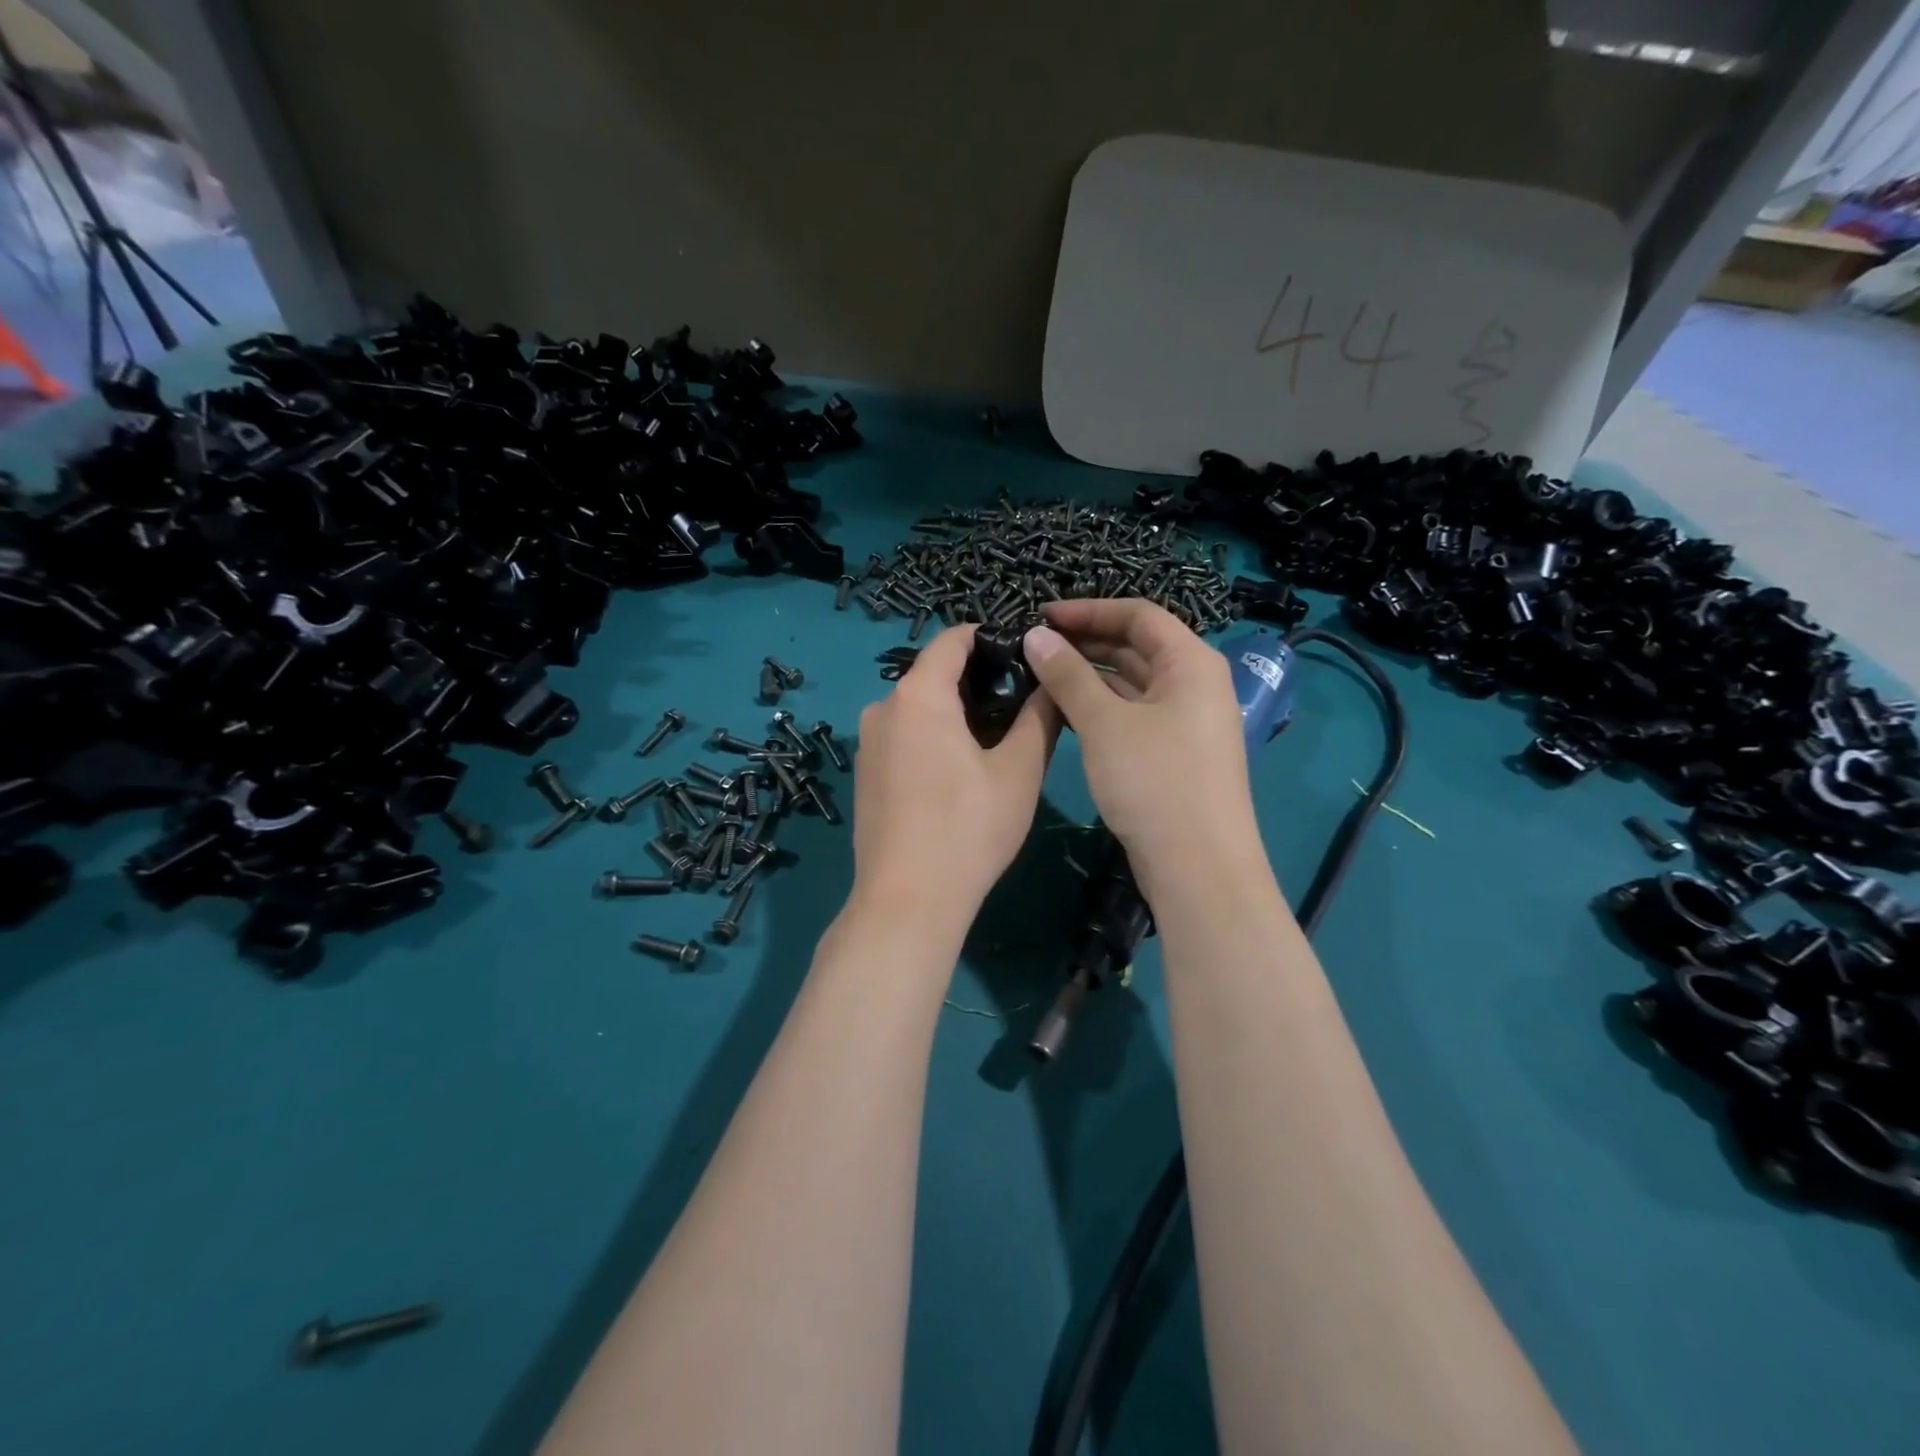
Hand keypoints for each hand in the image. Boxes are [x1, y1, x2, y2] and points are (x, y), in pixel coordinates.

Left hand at [850, 625, 1060, 935]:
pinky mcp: (864, 774)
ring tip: (997, 742)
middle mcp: (882, 708)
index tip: (1026, 656)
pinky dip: (933, 738)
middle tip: (1022, 706)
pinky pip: (903, 736)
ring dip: (956, 713)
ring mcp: (867, 743)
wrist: (908, 900)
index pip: (954, 639)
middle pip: (934, 673)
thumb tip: (1053, 681)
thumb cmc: (969, 829)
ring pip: (918, 708)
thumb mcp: (1020, 770)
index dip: (992, 638)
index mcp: (917, 695)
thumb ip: (1040, 716)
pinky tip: (959, 773)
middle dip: (978, 681)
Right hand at [1023, 600, 1258, 895]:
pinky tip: (1066, 712)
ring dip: (1090, 675)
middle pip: (1138, 646)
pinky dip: (1102, 707)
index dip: (1088, 610)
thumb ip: (1068, 675)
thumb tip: (1035, 635)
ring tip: (1040, 675)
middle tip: (1034, 646)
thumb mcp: (1104, 724)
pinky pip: (1135, 714)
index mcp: (1191, 663)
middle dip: (1086, 642)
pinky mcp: (1175, 753)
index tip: (1040, 616)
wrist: (1199, 868)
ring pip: (1133, 683)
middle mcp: (1196, 684)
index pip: (1138, 614)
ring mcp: (1187, 721)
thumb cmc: (1154, 782)